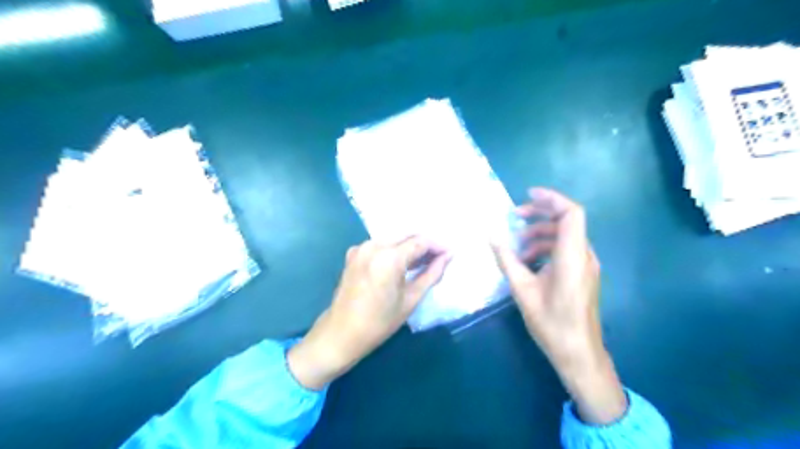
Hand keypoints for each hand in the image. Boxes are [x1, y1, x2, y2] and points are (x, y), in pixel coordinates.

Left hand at [288, 239, 448, 389]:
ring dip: (409, 245)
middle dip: (424, 243)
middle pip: (406, 234)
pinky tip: (401, 263)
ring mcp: (361, 247)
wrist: (341, 333)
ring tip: (422, 261)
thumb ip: (431, 274)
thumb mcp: (411, 299)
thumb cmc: (379, 322)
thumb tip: (448, 256)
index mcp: (389, 257)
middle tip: (438, 258)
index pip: (420, 242)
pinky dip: (393, 248)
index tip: (450, 254)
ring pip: (393, 237)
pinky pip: (380, 243)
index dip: (437, 246)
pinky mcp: (354, 252)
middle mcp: (373, 245)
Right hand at [491, 187, 627, 424]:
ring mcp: (587, 265)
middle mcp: (584, 256)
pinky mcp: (584, 273)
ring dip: (541, 233)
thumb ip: (507, 260)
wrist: (579, 353)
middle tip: (515, 217)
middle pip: (567, 220)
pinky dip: (547, 246)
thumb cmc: (551, 323)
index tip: (528, 194)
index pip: (571, 214)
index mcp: (571, 257)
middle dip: (540, 214)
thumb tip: (491, 236)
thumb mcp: (522, 291)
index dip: (551, 198)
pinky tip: (529, 261)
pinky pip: (566, 249)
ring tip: (517, 246)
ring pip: (565, 235)